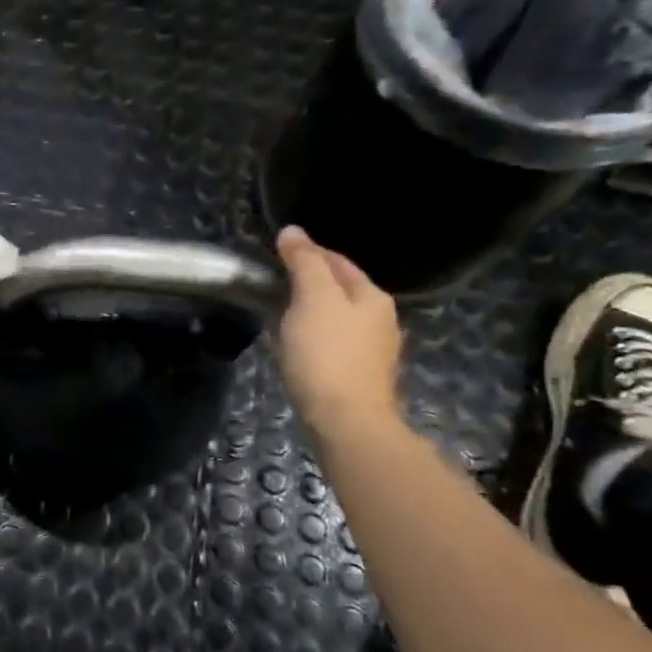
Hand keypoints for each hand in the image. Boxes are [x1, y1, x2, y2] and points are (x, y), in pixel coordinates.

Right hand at [275, 225, 401, 435]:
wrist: (346, 421)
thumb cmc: (327, 354)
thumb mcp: (312, 299)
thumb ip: (304, 262)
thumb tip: (293, 231)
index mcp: (372, 295)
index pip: (337, 260)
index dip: (306, 253)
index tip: (274, 255)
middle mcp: (381, 319)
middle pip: (339, 289)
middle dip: (308, 282)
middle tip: (271, 284)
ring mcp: (373, 350)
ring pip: (336, 317)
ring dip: (309, 311)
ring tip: (278, 314)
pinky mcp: (359, 376)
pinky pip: (333, 344)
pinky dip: (313, 337)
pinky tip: (294, 346)